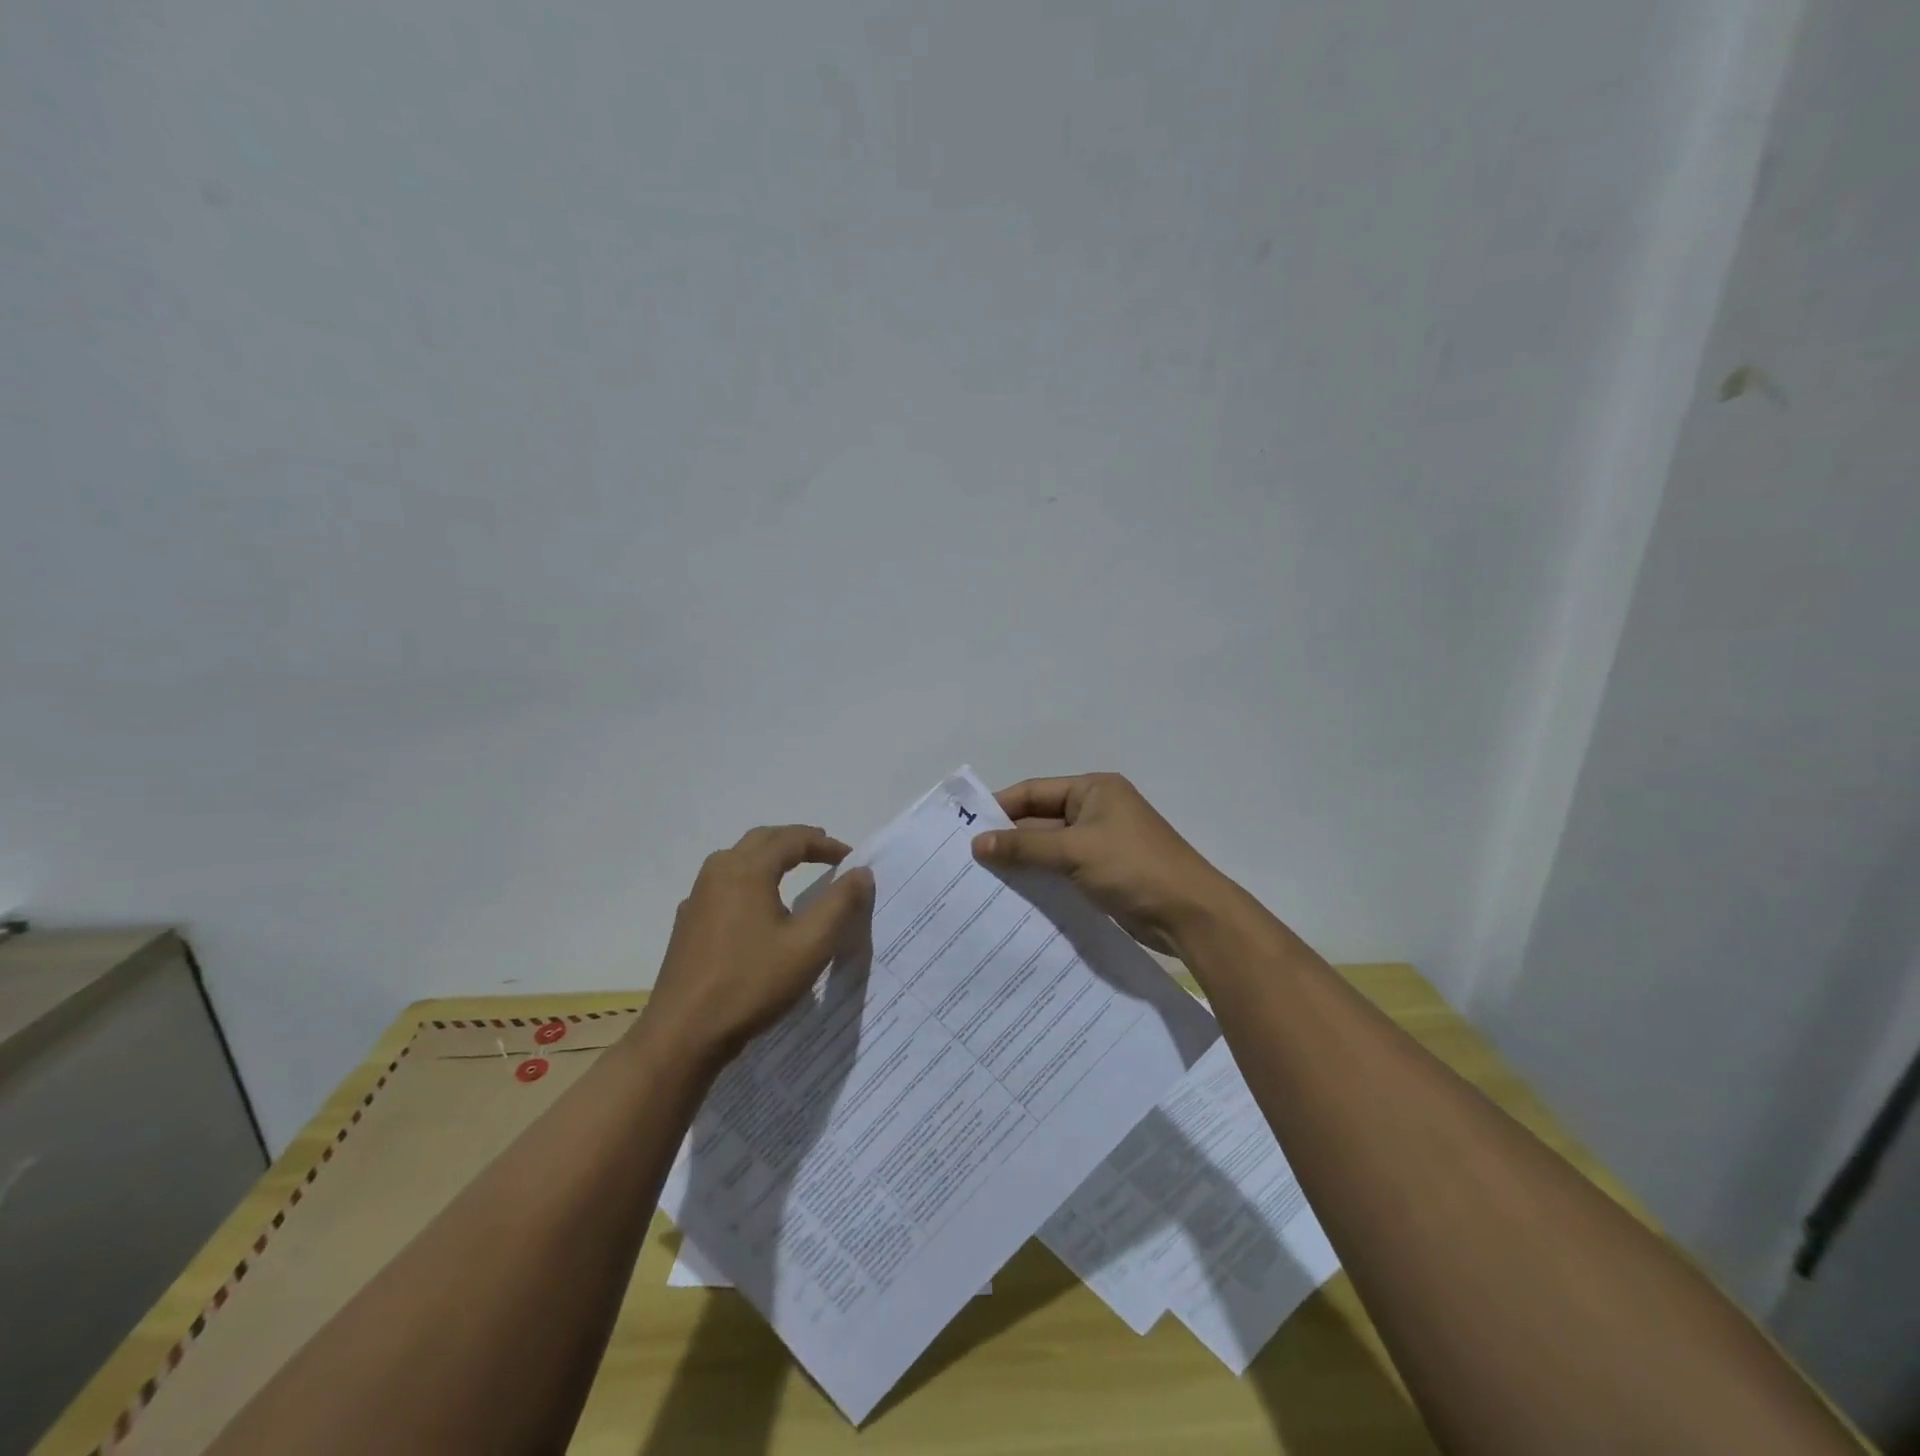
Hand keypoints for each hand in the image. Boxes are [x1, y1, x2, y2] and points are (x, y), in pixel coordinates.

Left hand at [642, 825, 874, 1065]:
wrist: (683, 1033)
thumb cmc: (751, 983)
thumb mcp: (810, 945)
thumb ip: (840, 903)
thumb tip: (861, 872)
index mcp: (747, 869)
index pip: (792, 838)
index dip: (825, 844)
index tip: (850, 860)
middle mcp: (718, 872)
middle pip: (762, 840)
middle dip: (796, 842)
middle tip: (825, 854)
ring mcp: (697, 897)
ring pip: (739, 860)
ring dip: (770, 858)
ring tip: (795, 872)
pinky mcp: (688, 923)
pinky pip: (724, 885)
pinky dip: (750, 880)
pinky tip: (757, 908)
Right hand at [971, 774, 1235, 952]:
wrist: (1189, 914)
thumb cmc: (1133, 868)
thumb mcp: (1075, 851)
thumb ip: (1025, 846)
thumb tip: (977, 843)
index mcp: (1093, 790)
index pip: (1035, 791)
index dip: (1000, 807)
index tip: (966, 828)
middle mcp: (1096, 810)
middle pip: (1041, 819)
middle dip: (1008, 839)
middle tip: (968, 860)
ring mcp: (1101, 843)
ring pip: (1050, 847)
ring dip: (1022, 861)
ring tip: (982, 880)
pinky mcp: (1104, 873)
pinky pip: (1063, 870)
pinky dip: (1041, 878)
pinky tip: (1014, 895)